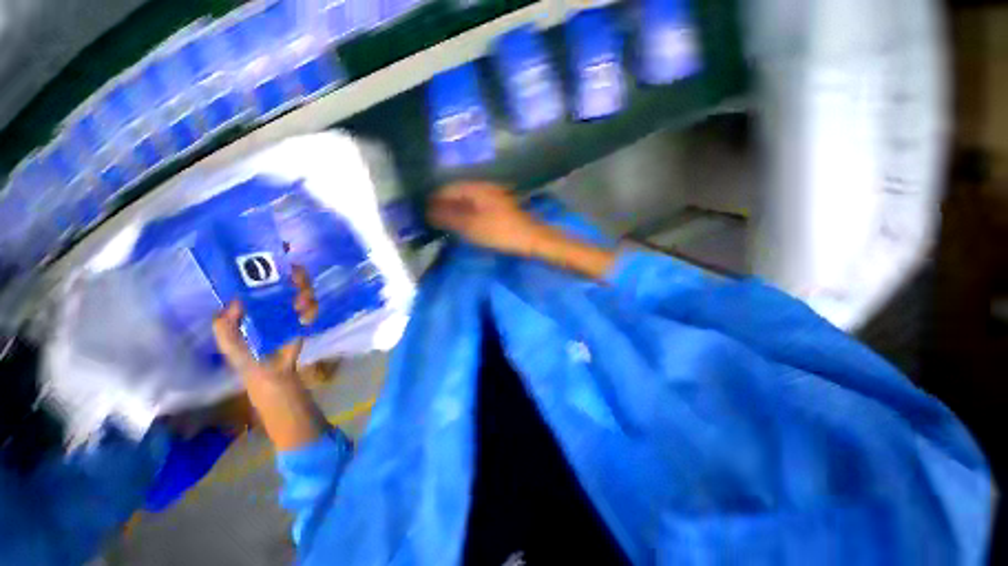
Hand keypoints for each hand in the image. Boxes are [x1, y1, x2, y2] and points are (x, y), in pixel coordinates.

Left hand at [212, 265, 318, 380]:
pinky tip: (303, 313)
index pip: (261, 277)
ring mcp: (290, 309)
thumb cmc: (245, 356)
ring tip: (300, 299)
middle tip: (296, 270)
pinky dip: (310, 308)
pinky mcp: (304, 320)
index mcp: (253, 301)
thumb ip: (223, 325)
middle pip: (288, 279)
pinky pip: (312, 308)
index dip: (269, 262)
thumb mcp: (228, 341)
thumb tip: (236, 301)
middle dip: (295, 272)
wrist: (269, 374)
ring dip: (305, 289)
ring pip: (303, 290)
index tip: (277, 249)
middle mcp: (273, 301)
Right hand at [427, 181, 545, 256]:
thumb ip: (447, 217)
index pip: (447, 189)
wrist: (532, 239)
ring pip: (467, 201)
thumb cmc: (500, 231)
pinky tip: (464, 225)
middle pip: (457, 194)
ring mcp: (494, 197)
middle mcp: (484, 188)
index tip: (422, 214)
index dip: (433, 200)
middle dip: (443, 206)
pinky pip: (477, 208)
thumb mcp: (470, 226)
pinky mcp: (500, 208)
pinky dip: (468, 216)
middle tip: (432, 222)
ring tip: (445, 225)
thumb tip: (427, 211)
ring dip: (455, 212)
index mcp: (476, 188)